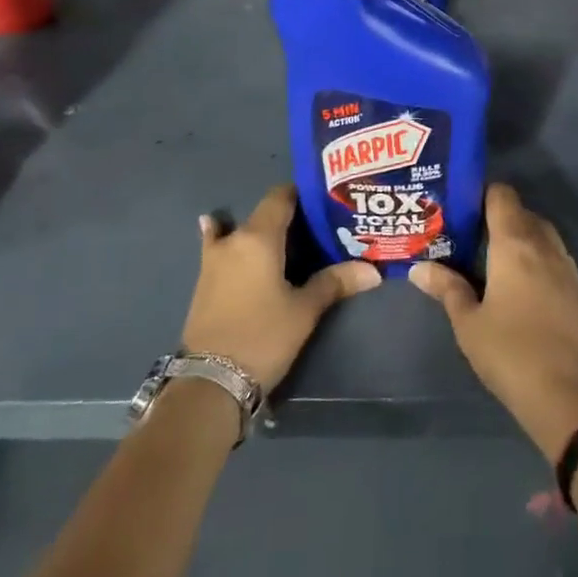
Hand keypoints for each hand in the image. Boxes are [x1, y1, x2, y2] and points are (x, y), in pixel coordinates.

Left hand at [182, 184, 380, 392]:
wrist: (210, 383)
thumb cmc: (263, 337)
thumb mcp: (304, 310)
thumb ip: (335, 282)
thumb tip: (373, 270)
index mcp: (259, 237)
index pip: (280, 197)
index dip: (302, 193)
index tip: (325, 200)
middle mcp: (234, 240)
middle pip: (264, 215)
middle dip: (288, 218)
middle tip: (318, 227)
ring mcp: (213, 260)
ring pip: (241, 232)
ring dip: (260, 231)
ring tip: (285, 238)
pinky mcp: (204, 282)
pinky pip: (217, 247)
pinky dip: (221, 237)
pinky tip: (217, 230)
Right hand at [411, 184, 577, 460]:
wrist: (565, 394)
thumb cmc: (509, 352)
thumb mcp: (467, 322)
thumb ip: (447, 287)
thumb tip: (420, 267)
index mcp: (515, 243)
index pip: (501, 195)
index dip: (480, 193)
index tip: (458, 207)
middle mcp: (543, 243)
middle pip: (520, 210)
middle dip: (495, 216)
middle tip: (467, 234)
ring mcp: (564, 264)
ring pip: (539, 231)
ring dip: (517, 234)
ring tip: (488, 255)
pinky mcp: (575, 286)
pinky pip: (551, 252)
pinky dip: (534, 253)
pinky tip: (515, 279)